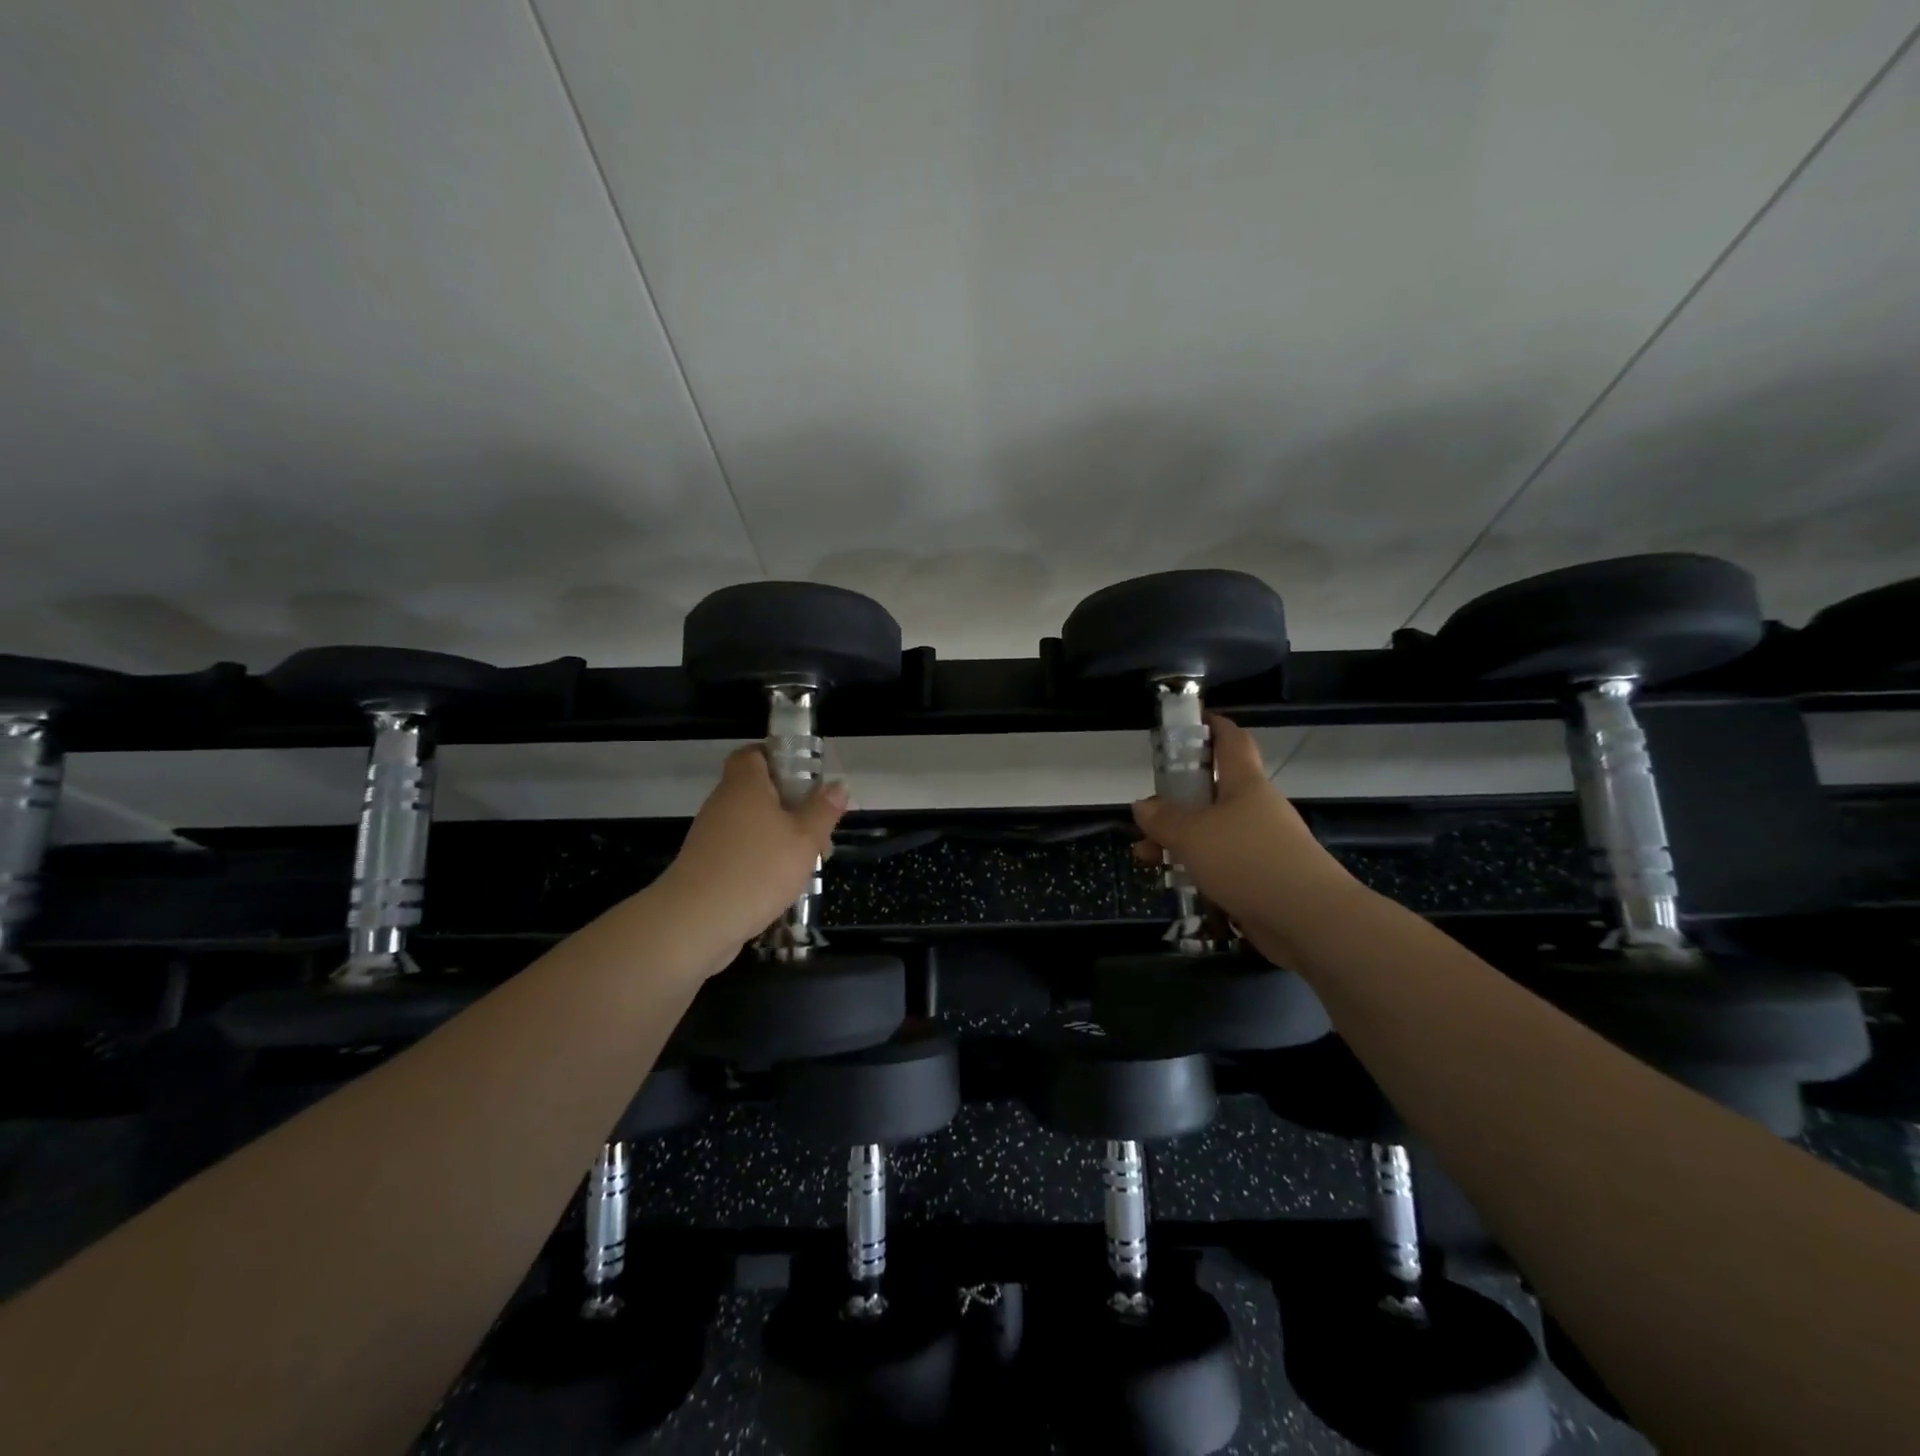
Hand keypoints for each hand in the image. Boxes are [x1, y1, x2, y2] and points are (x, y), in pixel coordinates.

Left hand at [661, 746, 848, 952]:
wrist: (696, 922)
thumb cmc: (757, 869)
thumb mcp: (805, 839)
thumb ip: (822, 810)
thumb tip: (837, 785)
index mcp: (745, 785)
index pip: (753, 753)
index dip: (778, 758)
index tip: (805, 778)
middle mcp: (723, 803)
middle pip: (755, 791)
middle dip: (788, 805)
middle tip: (816, 826)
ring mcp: (710, 836)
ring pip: (750, 824)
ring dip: (777, 836)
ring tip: (805, 861)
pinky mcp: (705, 866)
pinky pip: (739, 850)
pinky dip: (759, 859)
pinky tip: (779, 883)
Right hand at [1131, 714, 1354, 957]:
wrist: (1309, 920)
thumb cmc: (1248, 860)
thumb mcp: (1193, 835)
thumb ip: (1163, 819)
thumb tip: (1143, 805)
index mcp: (1245, 785)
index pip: (1231, 741)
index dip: (1212, 726)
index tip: (1190, 722)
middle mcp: (1255, 810)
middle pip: (1212, 793)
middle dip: (1175, 802)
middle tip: (1145, 814)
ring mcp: (1261, 846)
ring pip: (1211, 834)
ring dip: (1178, 842)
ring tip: (1145, 857)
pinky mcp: (1262, 880)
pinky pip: (1221, 867)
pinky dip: (1196, 871)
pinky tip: (1174, 885)